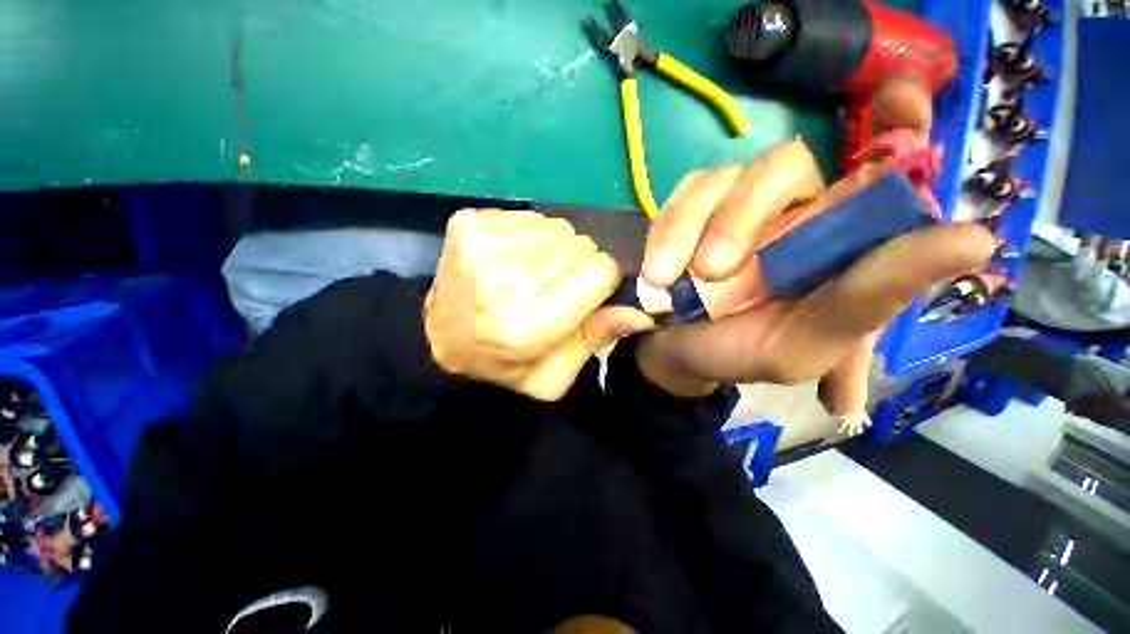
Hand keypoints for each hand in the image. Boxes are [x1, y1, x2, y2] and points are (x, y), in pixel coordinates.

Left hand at [425, 209, 653, 400]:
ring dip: (556, 250)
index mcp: (526, 326)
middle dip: (580, 264)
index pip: (597, 272)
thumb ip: (596, 340)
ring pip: (556, 228)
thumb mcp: (553, 374)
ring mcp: (480, 245)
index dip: (605, 279)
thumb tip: (643, 310)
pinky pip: (529, 218)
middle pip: (578, 245)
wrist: (438, 339)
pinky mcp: (468, 223)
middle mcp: (501, 282)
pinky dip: (532, 237)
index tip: (594, 290)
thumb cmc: (502, 363)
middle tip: (557, 286)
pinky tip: (514, 259)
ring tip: (534, 274)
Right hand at [636, 142, 995, 402]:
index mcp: (840, 239)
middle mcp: (793, 209)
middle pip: (783, 165)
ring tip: (668, 280)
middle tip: (713, 271)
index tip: (898, 99)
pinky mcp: (691, 210)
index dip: (898, 125)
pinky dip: (665, 232)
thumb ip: (876, 295)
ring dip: (689, 230)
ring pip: (722, 178)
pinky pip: (681, 196)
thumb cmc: (743, 353)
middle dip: (741, 216)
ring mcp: (735, 205)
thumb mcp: (812, 340)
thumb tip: (976, 240)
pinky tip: (659, 270)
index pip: (885, 162)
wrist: (677, 352)